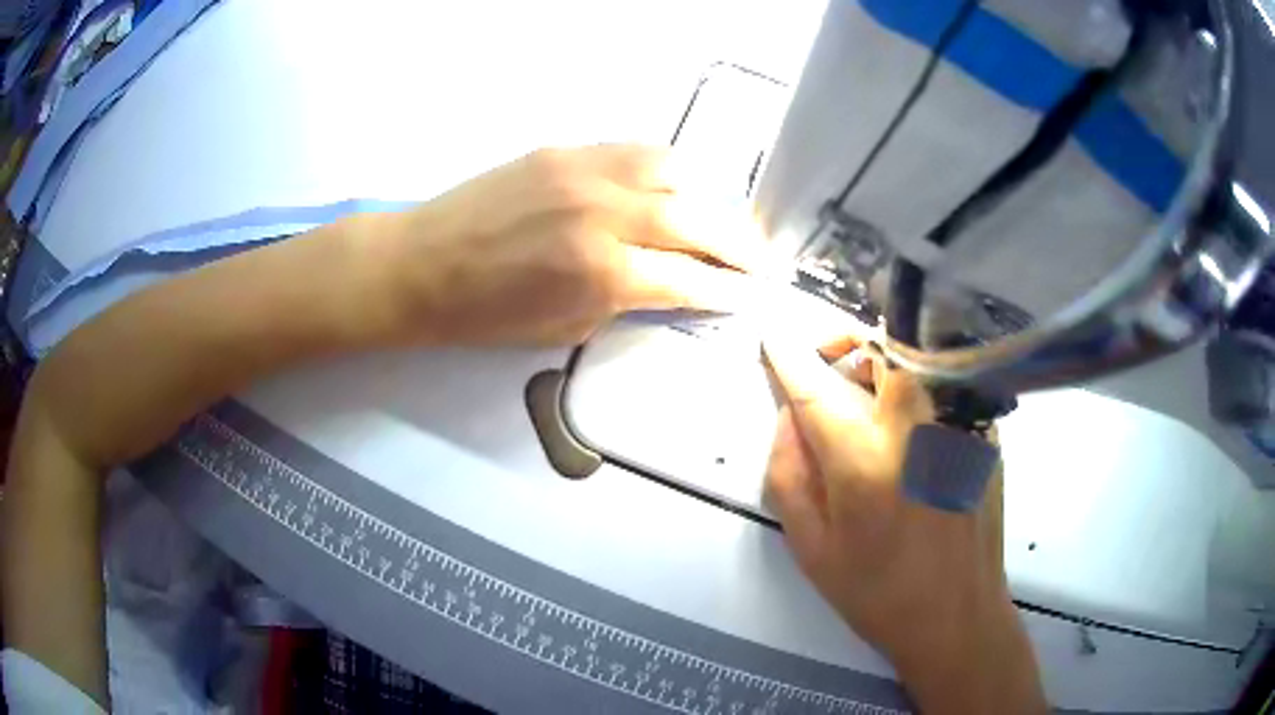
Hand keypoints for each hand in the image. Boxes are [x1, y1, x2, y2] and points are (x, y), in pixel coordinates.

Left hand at [381, 145, 763, 345]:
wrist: (422, 264)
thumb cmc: (485, 314)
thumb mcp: (564, 327)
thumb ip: (626, 301)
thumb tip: (671, 283)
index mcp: (601, 273)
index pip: (689, 279)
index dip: (726, 290)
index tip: (749, 294)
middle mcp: (605, 213)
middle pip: (698, 221)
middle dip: (739, 244)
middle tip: (761, 259)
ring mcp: (586, 171)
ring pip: (675, 171)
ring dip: (704, 199)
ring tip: (711, 221)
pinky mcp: (566, 149)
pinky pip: (636, 151)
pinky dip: (664, 172)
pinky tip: (666, 189)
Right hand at [762, 337, 1046, 714]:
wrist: (956, 615)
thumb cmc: (877, 592)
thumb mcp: (812, 547)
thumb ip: (788, 475)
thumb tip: (789, 418)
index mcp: (863, 459)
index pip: (816, 386)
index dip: (788, 357)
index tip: (772, 338)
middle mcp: (915, 427)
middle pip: (880, 345)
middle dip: (845, 340)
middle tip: (827, 362)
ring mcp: (957, 424)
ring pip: (916, 357)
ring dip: (882, 359)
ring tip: (867, 393)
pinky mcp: (984, 432)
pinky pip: (943, 386)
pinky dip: (917, 387)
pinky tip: (911, 430)